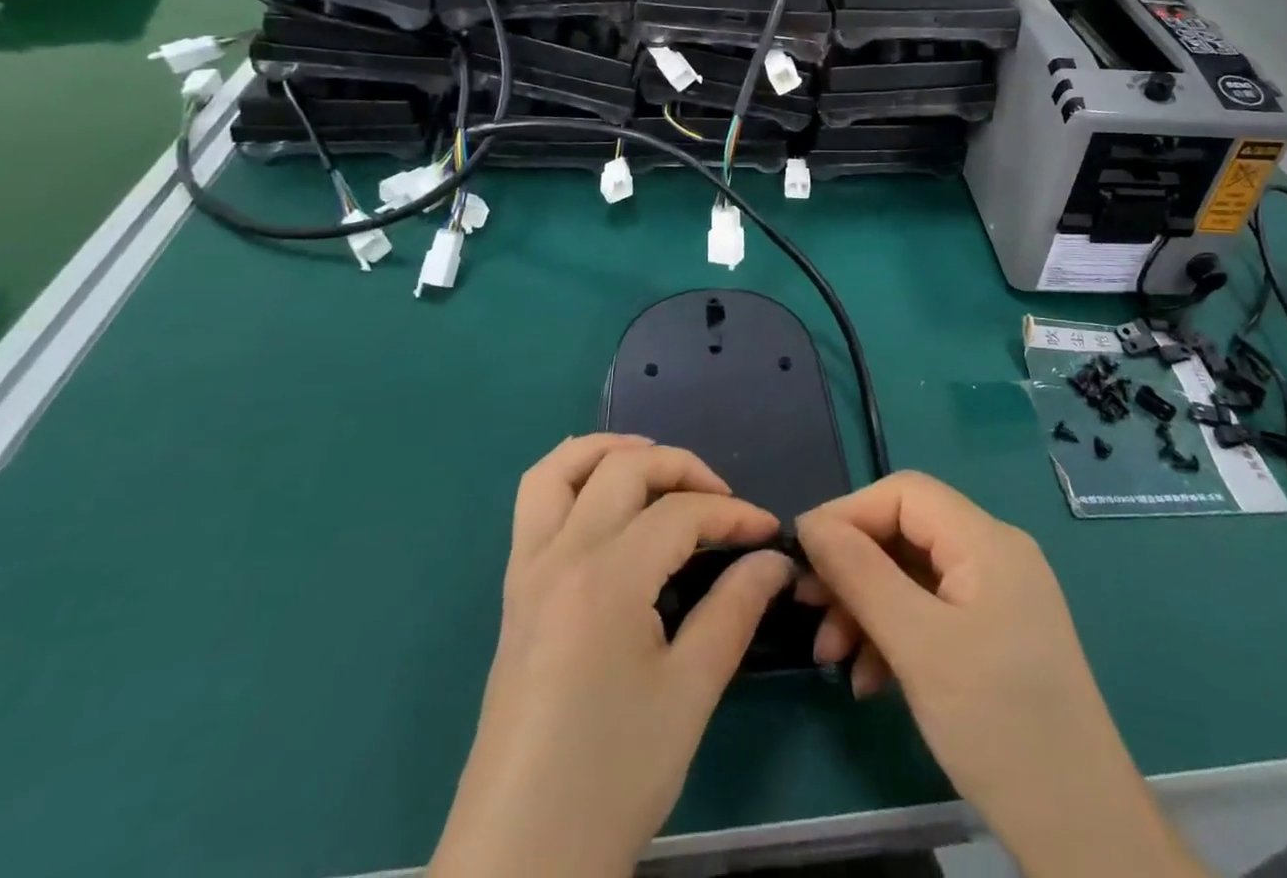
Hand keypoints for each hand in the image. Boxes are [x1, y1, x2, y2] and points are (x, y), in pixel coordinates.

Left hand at [432, 435, 795, 877]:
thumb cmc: (612, 777)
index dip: (734, 515)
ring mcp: (528, 571)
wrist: (518, 861)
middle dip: (682, 468)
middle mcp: (561, 555)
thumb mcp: (689, 694)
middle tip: (722, 499)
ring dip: (611, 450)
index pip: (681, 514)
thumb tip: (772, 560)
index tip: (770, 533)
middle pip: (624, 469)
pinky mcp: (513, 593)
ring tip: (656, 464)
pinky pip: (534, 504)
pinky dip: (572, 477)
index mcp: (607, 577)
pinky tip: (606, 503)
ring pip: (560, 469)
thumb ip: (735, 610)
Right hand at [795, 472, 1200, 877]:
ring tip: (832, 656)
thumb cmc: (998, 726)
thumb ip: (859, 574)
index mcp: (987, 540)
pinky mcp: (995, 636)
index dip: (849, 513)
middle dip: (853, 568)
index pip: (904, 493)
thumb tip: (810, 524)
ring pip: (912, 576)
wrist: (1083, 836)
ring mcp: (998, 596)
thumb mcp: (917, 645)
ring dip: (867, 607)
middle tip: (809, 609)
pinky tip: (869, 680)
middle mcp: (995, 554)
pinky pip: (931, 612)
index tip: (803, 554)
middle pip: (906, 533)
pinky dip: (894, 634)